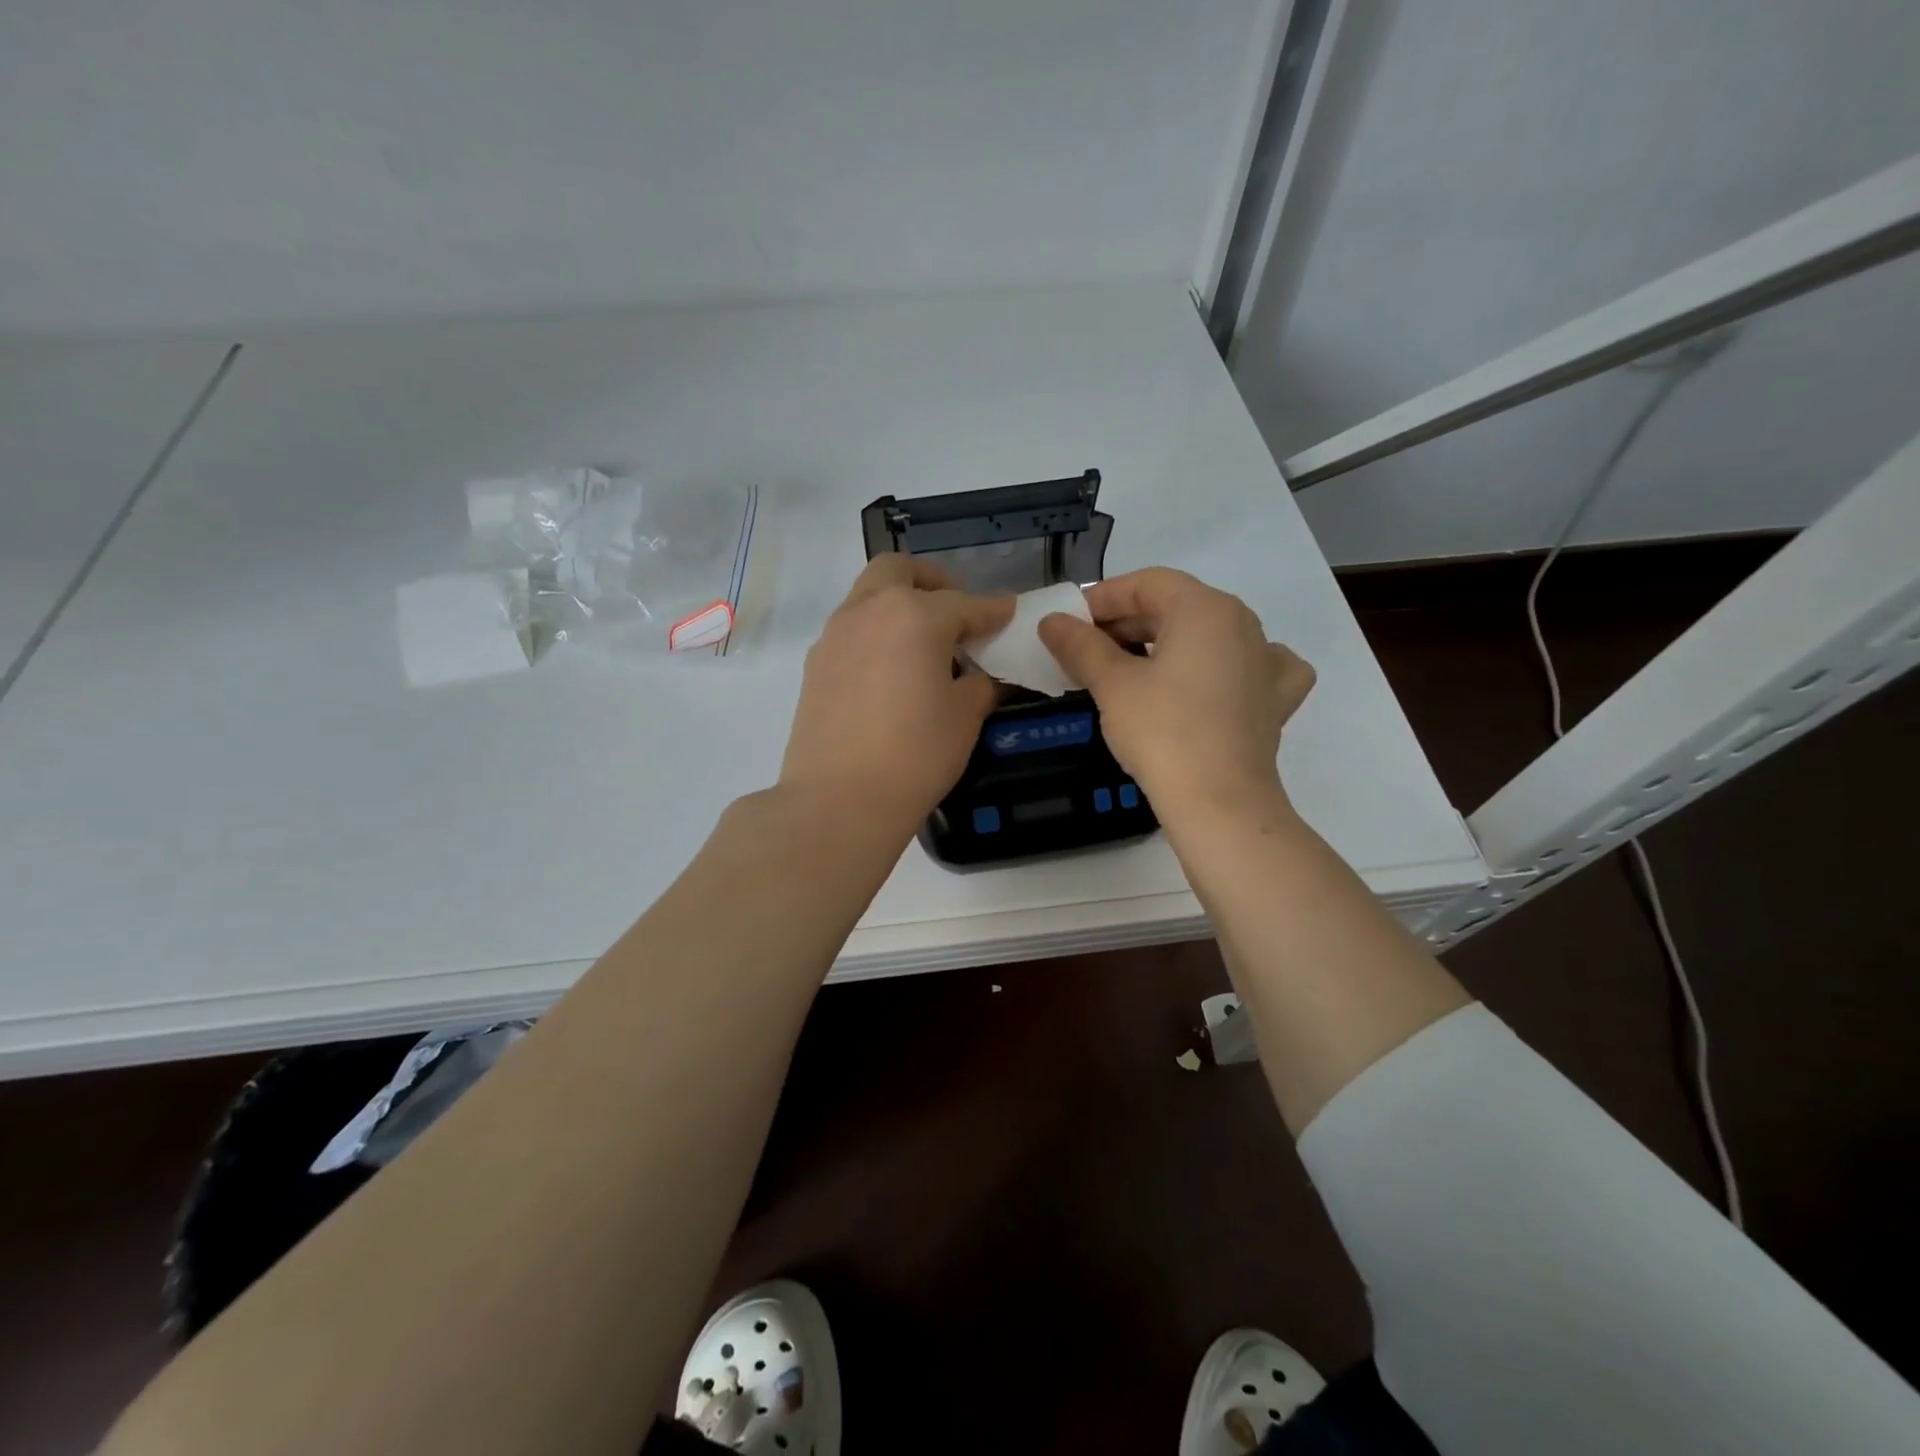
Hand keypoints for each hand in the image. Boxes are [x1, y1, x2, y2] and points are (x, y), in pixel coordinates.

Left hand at [780, 556, 1013, 836]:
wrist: (838, 801)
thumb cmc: (915, 755)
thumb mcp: (965, 717)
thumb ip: (980, 683)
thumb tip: (982, 675)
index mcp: (914, 615)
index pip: (966, 603)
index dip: (994, 610)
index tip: (1010, 613)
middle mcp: (869, 611)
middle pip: (900, 570)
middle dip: (933, 581)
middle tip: (956, 612)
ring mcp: (835, 635)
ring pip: (869, 596)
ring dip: (899, 604)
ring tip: (924, 645)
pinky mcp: (815, 664)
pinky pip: (851, 629)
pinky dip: (876, 633)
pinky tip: (891, 672)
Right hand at [1037, 567, 1314, 818]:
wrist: (1220, 802)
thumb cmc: (1162, 732)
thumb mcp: (1112, 684)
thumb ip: (1080, 645)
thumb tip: (1051, 621)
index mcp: (1205, 608)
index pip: (1147, 583)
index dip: (1103, 598)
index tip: (1070, 622)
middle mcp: (1244, 623)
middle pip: (1178, 607)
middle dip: (1129, 623)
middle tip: (1088, 650)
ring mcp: (1266, 661)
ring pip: (1210, 636)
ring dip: (1168, 644)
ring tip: (1133, 670)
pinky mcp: (1275, 700)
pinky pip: (1250, 667)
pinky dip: (1226, 669)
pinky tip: (1213, 684)